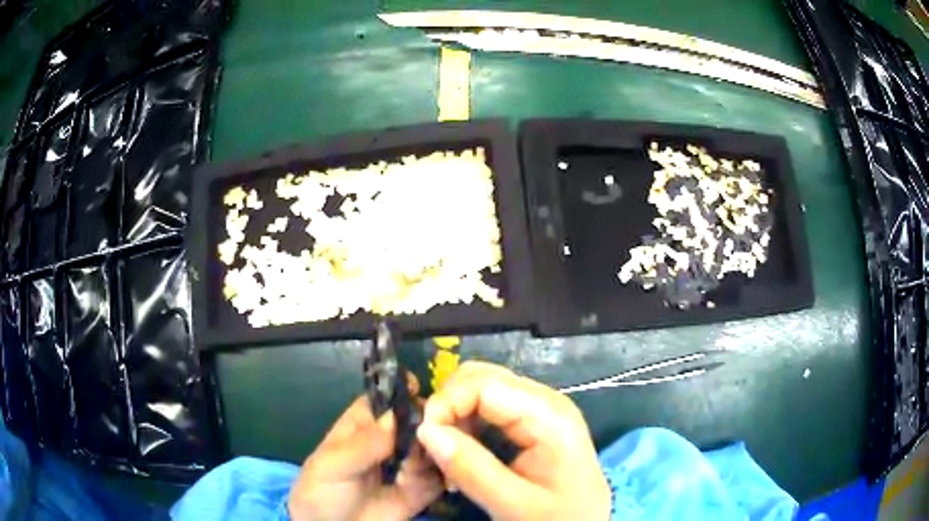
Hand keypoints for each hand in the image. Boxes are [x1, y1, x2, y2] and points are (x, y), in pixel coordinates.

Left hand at [288, 396, 442, 520]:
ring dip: (430, 456)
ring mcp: (409, 465)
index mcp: (364, 424)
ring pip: (435, 447)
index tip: (423, 392)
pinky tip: (416, 486)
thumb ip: (365, 443)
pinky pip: (442, 476)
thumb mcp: (333, 464)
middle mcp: (391, 440)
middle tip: (424, 441)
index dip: (406, 391)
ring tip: (409, 474)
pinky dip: (439, 477)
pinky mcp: (422, 489)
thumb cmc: (321, 491)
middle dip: (427, 426)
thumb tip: (399, 416)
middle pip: (420, 420)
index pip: (389, 398)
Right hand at [416, 362, 610, 520]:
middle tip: (432, 446)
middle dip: (448, 406)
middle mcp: (544, 401)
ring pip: (481, 390)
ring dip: (454, 416)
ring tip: (445, 454)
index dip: (447, 403)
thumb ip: (471, 469)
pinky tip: (462, 452)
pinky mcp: (532, 421)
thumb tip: (425, 430)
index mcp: (549, 415)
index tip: (424, 436)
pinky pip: (488, 408)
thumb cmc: (557, 518)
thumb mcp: (514, 504)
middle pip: (481, 378)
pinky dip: (465, 424)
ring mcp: (539, 409)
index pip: (484, 384)